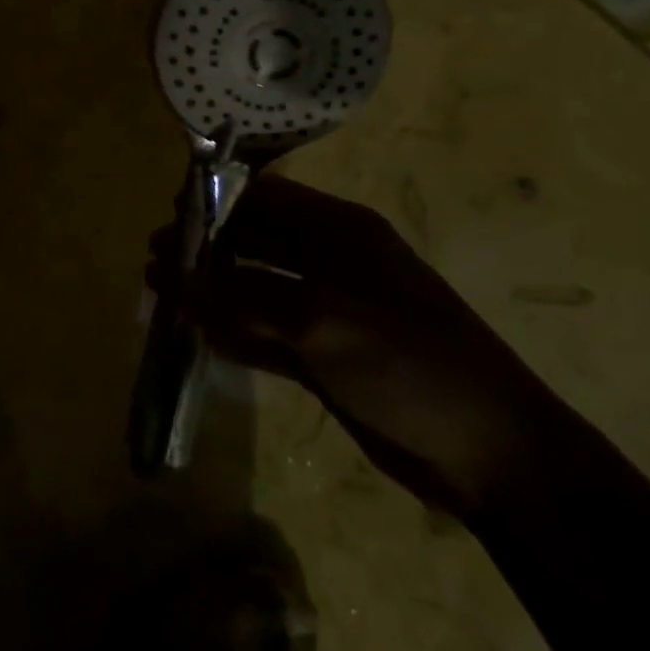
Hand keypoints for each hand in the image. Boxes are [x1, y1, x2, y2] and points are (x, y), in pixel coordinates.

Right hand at [158, 175, 569, 516]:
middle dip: (206, 248)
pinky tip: (198, 336)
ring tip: (162, 297)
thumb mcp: (320, 320)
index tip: (168, 218)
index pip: (263, 195)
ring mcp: (327, 309)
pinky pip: (266, 332)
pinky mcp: (325, 354)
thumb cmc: (408, 362)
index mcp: (338, 229)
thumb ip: (240, 296)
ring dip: (213, 292)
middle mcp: (329, 259)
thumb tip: (171, 278)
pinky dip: (234, 332)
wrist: (493, 455)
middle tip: (156, 263)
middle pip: (254, 240)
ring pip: (255, 287)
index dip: (214, 200)